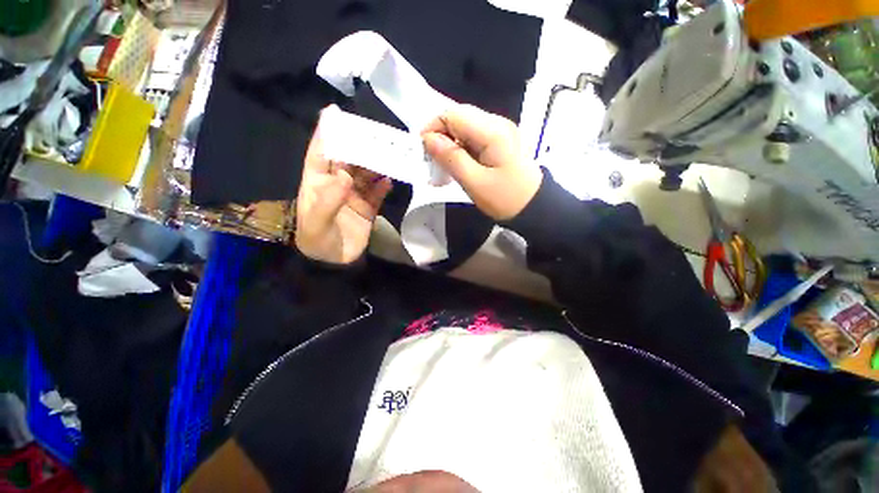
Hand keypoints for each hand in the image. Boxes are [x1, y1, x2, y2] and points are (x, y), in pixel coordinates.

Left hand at [295, 106, 392, 264]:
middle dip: (359, 146)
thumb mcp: (317, 223)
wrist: (335, 263)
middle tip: (374, 133)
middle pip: (348, 160)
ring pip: (366, 174)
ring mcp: (354, 195)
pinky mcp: (368, 207)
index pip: (320, 153)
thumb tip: (345, 174)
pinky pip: (378, 192)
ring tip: (389, 154)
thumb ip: (329, 200)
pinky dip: (384, 185)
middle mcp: (336, 185)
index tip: (334, 112)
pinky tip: (390, 179)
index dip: (326, 132)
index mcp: (317, 183)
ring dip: (376, 165)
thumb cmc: (318, 242)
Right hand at [421, 104, 541, 220]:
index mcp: (492, 131)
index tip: (424, 150)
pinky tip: (459, 164)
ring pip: (466, 126)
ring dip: (451, 142)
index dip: (433, 128)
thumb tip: (428, 139)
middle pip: (460, 117)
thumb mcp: (474, 182)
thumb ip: (451, 158)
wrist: (534, 207)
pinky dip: (462, 147)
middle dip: (441, 135)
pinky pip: (475, 136)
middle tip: (433, 159)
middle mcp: (498, 123)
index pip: (453, 114)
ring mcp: (501, 131)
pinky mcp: (501, 141)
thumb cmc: (505, 198)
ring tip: (445, 164)